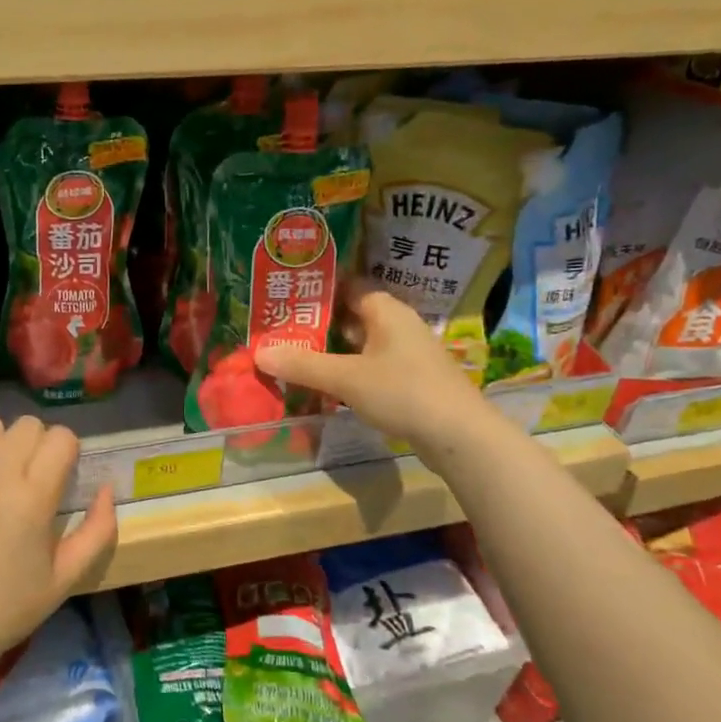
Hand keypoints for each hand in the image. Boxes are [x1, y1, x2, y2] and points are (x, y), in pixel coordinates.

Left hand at [0, 416, 117, 677]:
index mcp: (34, 497)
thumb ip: (98, 531)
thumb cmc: (5, 610)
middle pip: (26, 425)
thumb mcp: (65, 579)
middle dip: (35, 445)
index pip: (61, 437)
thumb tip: (107, 488)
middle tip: (26, 477)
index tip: (59, 476)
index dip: (65, 452)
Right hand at [255, 286, 487, 444]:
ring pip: (360, 344)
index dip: (317, 288)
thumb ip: (303, 365)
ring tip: (293, 355)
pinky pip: (370, 367)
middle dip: (317, 323)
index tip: (285, 294)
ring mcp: (407, 354)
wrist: (461, 436)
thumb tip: (259, 352)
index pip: (347, 285)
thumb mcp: (346, 378)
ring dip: (331, 350)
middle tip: (279, 329)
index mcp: (386, 310)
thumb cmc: (403, 392)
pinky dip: (347, 371)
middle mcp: (398, 325)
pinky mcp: (411, 381)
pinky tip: (324, 385)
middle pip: (351, 316)